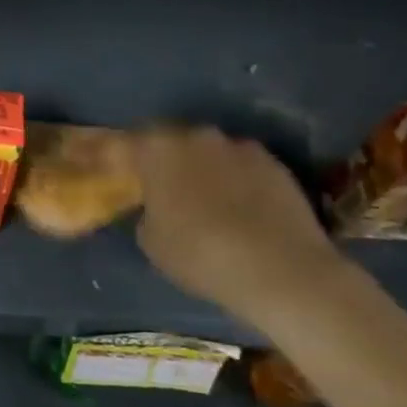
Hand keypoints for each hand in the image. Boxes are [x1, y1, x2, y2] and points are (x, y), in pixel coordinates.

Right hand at [133, 126, 346, 325]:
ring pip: (212, 152)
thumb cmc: (201, 255)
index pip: (129, 143)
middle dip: (168, 161)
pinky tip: (243, 211)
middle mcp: (197, 136)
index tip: (124, 177)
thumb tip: (157, 208)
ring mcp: (240, 147)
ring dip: (206, 169)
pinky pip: (245, 168)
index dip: (125, 160)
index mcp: (158, 149)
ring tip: (209, 202)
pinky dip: (239, 182)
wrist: (282, 270)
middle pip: (173, 141)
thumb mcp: (153, 243)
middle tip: (166, 190)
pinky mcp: (276, 164)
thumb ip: (148, 214)